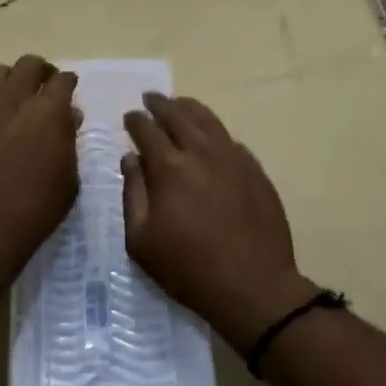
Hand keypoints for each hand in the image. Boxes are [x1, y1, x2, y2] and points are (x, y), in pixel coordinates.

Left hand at [0, 55, 80, 274]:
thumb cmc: (35, 208)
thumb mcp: (68, 178)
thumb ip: (68, 140)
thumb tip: (67, 116)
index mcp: (47, 111)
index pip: (62, 80)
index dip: (68, 83)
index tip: (69, 90)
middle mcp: (13, 100)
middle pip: (28, 65)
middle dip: (40, 72)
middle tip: (44, 89)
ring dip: (10, 81)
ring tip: (14, 102)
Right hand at [121, 93, 314, 354]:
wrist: (253, 286)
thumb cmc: (188, 268)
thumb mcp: (141, 240)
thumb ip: (133, 193)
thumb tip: (130, 159)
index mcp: (170, 168)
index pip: (147, 131)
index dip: (135, 121)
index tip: (129, 117)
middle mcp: (202, 153)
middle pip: (178, 115)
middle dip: (160, 104)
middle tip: (150, 99)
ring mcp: (234, 159)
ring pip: (209, 121)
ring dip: (189, 109)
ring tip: (179, 105)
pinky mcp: (256, 171)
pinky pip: (231, 140)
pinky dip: (215, 132)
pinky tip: (211, 137)